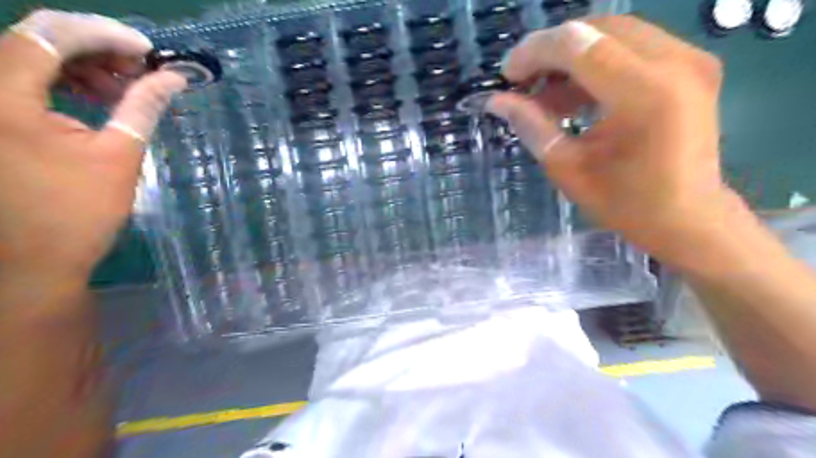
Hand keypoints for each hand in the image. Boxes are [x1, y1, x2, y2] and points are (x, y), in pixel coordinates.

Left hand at [1, 9, 187, 283]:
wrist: (31, 259)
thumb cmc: (78, 212)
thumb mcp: (119, 155)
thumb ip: (143, 107)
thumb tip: (173, 78)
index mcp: (4, 99)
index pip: (50, 35)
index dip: (105, 34)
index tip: (150, 51)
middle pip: (36, 39)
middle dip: (96, 48)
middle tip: (142, 70)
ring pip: (28, 55)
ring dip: (81, 64)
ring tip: (124, 87)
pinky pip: (21, 78)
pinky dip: (62, 80)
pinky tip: (95, 97)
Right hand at [487, 16, 737, 263]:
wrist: (688, 217)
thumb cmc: (625, 203)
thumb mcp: (568, 168)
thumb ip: (532, 126)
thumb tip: (497, 101)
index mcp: (644, 94)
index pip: (578, 44)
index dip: (535, 52)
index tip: (508, 76)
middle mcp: (675, 63)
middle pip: (596, 28)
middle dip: (551, 50)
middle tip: (523, 81)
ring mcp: (690, 59)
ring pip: (613, 33)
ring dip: (572, 56)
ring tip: (545, 93)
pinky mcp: (691, 65)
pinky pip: (632, 46)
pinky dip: (596, 63)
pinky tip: (575, 95)